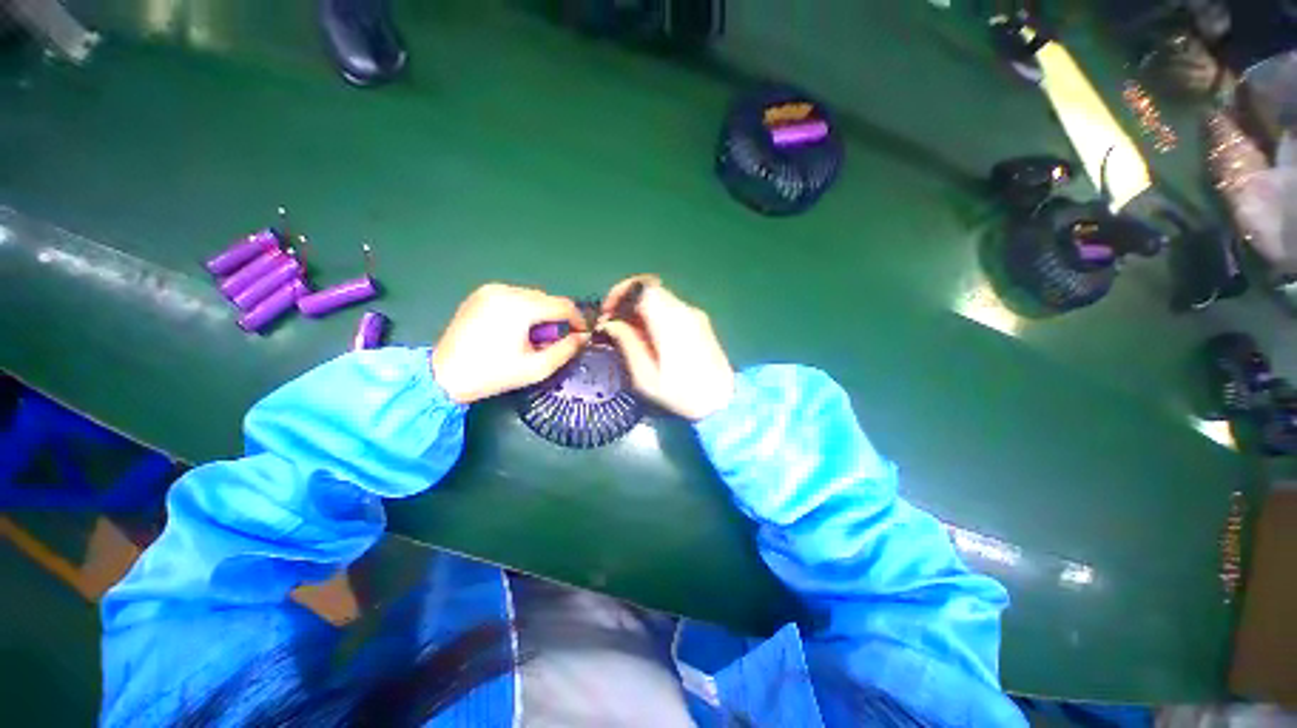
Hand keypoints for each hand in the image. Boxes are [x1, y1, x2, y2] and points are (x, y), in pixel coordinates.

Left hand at [432, 283, 587, 404]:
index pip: (563, 305)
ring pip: (532, 297)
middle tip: (552, 343)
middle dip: (556, 320)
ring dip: (540, 315)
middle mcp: (506, 290)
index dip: (578, 320)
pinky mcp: (480, 294)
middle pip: (547, 300)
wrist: (443, 376)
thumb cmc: (493, 375)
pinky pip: (514, 297)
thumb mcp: (537, 368)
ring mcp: (490, 290)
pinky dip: (523, 311)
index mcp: (520, 307)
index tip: (582, 335)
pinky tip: (515, 331)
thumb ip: (566, 350)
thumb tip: (583, 337)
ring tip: (531, 339)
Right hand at [599, 276, 734, 420]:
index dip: (620, 292)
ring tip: (628, 333)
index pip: (643, 287)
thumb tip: (610, 323)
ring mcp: (695, 315)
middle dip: (627, 301)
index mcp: (671, 322)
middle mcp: (685, 311)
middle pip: (650, 290)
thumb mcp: (646, 377)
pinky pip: (671, 309)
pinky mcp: (700, 322)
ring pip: (660, 298)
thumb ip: (627, 344)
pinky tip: (648, 337)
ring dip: (640, 309)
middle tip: (613, 324)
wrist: (722, 403)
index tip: (607, 311)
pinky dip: (654, 315)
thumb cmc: (682, 395)